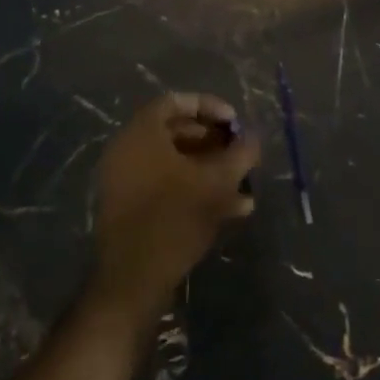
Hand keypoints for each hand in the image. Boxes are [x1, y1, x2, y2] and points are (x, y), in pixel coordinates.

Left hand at [87, 93, 258, 326]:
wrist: (133, 278)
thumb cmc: (175, 217)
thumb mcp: (217, 182)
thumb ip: (240, 155)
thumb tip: (254, 139)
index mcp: (142, 133)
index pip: (176, 101)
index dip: (210, 107)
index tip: (235, 124)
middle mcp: (127, 150)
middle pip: (175, 132)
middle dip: (214, 141)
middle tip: (240, 153)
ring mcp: (125, 180)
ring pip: (174, 163)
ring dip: (210, 169)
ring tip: (243, 185)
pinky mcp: (129, 208)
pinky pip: (165, 185)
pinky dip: (194, 189)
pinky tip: (232, 209)